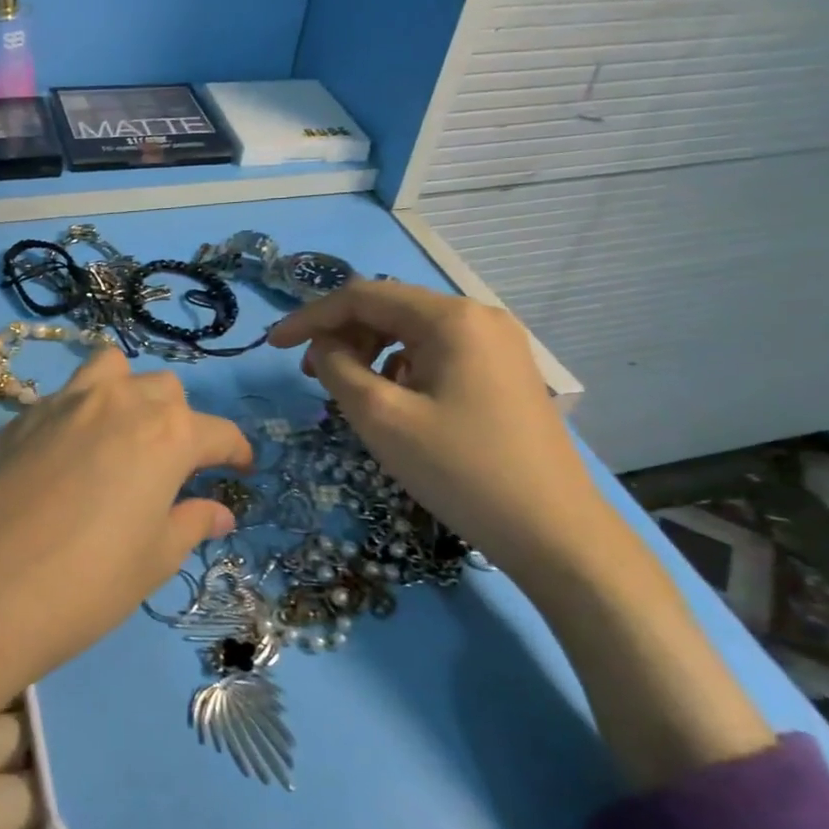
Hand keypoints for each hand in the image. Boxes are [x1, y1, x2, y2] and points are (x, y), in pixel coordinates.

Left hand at [0, 348, 250, 828]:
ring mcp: (62, 403)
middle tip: (174, 467)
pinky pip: (64, 395)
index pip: (216, 431)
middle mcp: (117, 403)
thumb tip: (219, 510)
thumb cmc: (84, 586)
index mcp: (165, 434)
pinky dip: (81, 411)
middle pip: (164, 390)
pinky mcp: (18, 417)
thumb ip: (190, 523)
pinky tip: (69, 456)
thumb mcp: (151, 561)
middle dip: (180, 421)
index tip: (240, 468)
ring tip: (122, 437)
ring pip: (111, 371)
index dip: (234, 450)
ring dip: (128, 394)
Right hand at [268, 280, 622, 582]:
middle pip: (390, 309)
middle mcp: (478, 317)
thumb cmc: (460, 471)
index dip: (310, 317)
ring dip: (370, 352)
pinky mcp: (505, 372)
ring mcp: (498, 344)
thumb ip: (338, 368)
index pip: (362, 296)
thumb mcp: (381, 418)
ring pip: (413, 332)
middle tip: (311, 376)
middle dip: (342, 335)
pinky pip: (437, 354)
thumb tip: (324, 346)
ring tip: (350, 392)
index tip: (273, 346)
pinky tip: (396, 403)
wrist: (555, 532)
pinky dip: (402, 368)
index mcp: (451, 318)